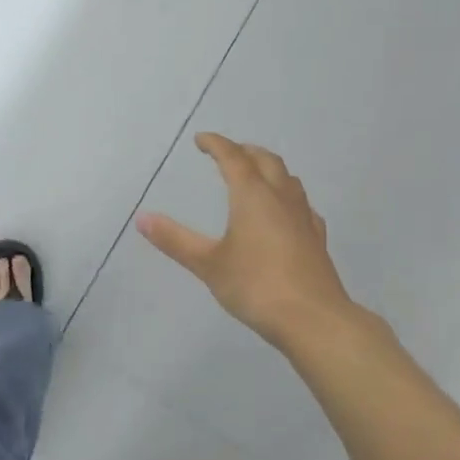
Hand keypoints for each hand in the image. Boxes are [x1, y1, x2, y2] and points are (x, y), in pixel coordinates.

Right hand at [137, 133, 352, 350]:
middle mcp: (281, 198)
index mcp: (253, 196)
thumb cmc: (255, 286)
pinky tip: (285, 213)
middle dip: (245, 151)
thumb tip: (142, 218)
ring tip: (256, 176)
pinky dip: (288, 197)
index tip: (201, 140)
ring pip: (288, 180)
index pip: (233, 158)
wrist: (312, 319)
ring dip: (269, 169)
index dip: (216, 144)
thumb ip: (175, 240)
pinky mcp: (317, 239)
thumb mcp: (208, 264)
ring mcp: (304, 218)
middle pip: (266, 161)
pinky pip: (302, 205)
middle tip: (228, 153)